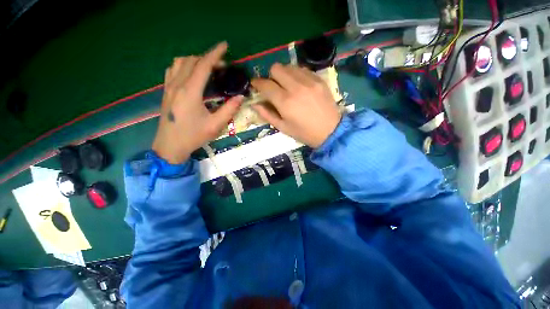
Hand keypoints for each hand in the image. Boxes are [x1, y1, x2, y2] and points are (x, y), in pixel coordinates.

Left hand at [152, 42, 243, 163]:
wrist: (170, 146)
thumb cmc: (193, 136)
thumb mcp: (215, 125)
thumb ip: (229, 110)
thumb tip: (240, 97)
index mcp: (190, 92)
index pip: (203, 66)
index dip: (215, 54)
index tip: (225, 46)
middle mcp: (177, 85)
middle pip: (191, 61)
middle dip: (208, 58)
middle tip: (222, 67)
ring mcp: (169, 87)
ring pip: (179, 62)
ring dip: (195, 60)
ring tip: (208, 68)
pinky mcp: (166, 91)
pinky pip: (172, 70)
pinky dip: (183, 65)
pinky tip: (191, 74)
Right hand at [251, 63, 340, 147]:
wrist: (331, 131)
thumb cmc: (304, 133)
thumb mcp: (283, 128)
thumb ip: (267, 115)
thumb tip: (255, 104)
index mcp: (285, 102)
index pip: (266, 85)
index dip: (257, 83)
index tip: (255, 84)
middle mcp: (296, 87)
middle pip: (276, 68)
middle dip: (271, 76)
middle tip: (274, 87)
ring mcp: (309, 81)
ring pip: (289, 66)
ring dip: (284, 74)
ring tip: (286, 86)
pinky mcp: (319, 79)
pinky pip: (302, 69)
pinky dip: (296, 75)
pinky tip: (299, 85)